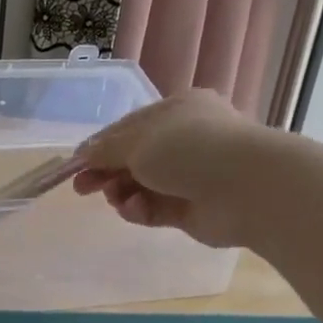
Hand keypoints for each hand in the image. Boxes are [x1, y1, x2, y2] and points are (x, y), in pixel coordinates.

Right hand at [73, 89, 266, 247]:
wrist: (247, 188)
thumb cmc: (190, 149)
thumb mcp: (138, 140)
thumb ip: (106, 149)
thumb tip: (82, 154)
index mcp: (176, 112)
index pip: (129, 128)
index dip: (100, 146)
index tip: (75, 165)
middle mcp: (184, 141)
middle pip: (133, 158)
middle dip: (106, 172)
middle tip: (82, 189)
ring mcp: (189, 177)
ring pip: (141, 186)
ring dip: (122, 193)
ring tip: (116, 199)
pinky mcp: (191, 209)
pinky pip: (154, 209)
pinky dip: (140, 210)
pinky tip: (136, 210)